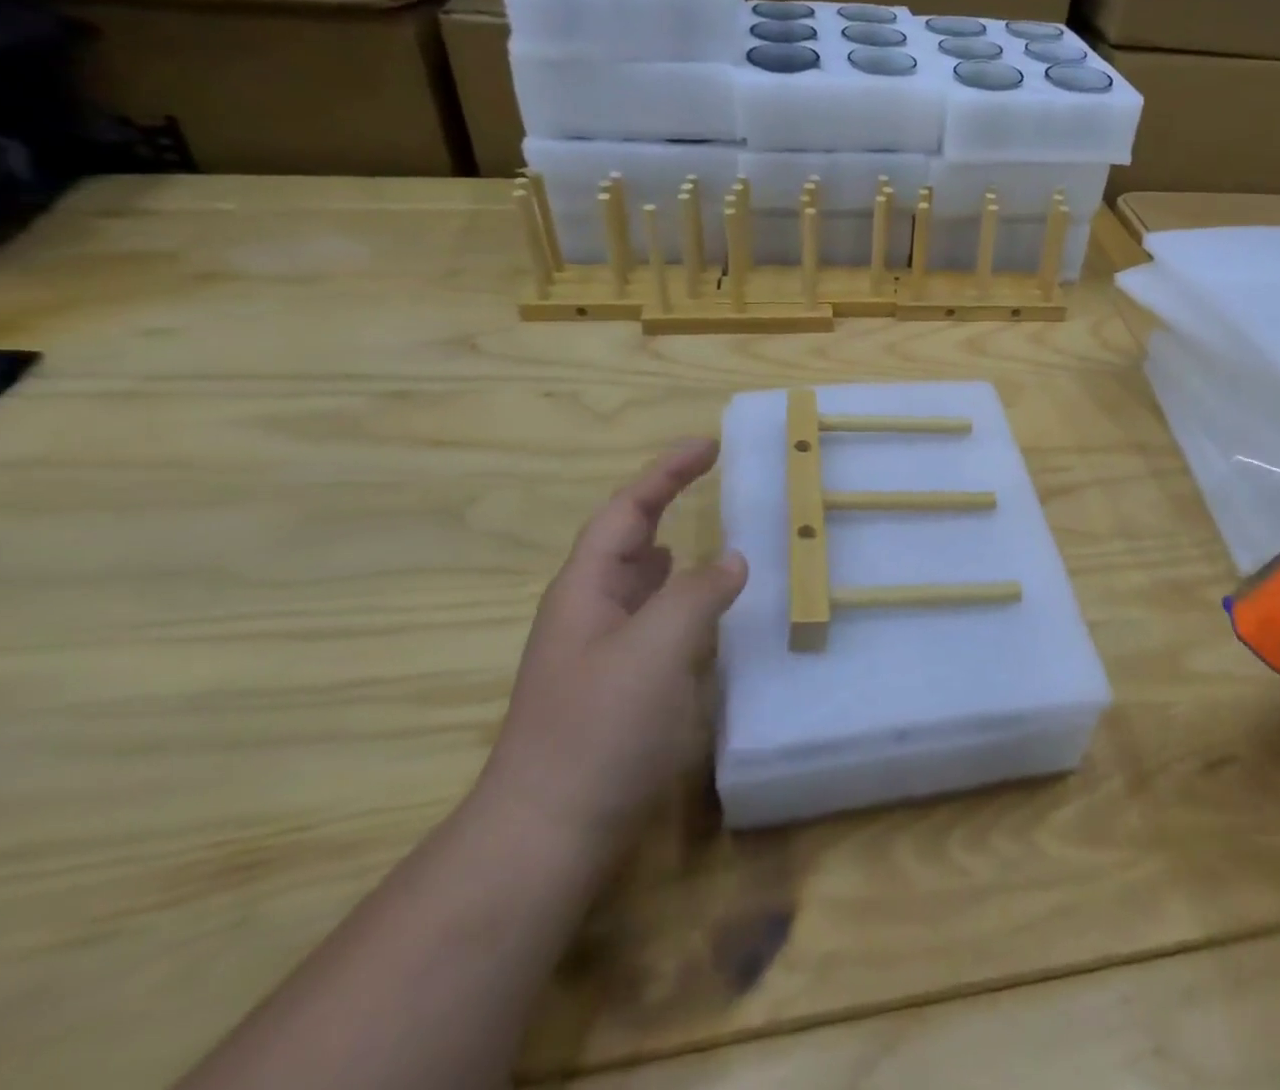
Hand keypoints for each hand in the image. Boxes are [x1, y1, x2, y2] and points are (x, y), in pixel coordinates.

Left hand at [475, 439, 746, 853]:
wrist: (548, 834)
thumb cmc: (598, 729)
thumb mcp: (655, 649)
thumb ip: (697, 594)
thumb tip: (731, 559)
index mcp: (587, 588)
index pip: (628, 509)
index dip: (667, 472)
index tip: (708, 445)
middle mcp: (590, 611)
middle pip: (630, 539)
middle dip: (667, 504)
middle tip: (715, 484)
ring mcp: (602, 652)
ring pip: (643, 584)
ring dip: (677, 555)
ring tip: (716, 541)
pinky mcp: (619, 689)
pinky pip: (657, 625)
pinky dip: (685, 605)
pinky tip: (708, 617)